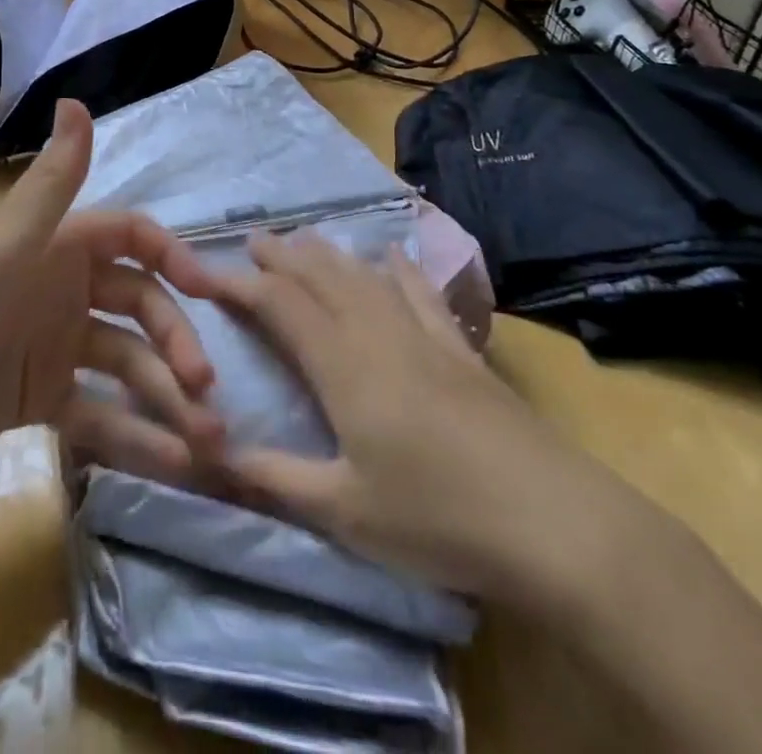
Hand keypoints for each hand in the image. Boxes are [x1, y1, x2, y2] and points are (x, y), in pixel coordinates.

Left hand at [0, 99, 224, 483]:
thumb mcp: (6, 245)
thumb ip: (50, 182)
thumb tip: (75, 100)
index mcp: (59, 247)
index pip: (132, 238)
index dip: (173, 257)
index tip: (208, 292)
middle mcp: (64, 290)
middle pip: (140, 307)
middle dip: (176, 342)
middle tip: (206, 390)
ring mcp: (56, 347)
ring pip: (128, 365)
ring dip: (168, 399)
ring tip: (208, 443)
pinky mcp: (44, 399)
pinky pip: (100, 413)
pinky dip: (134, 436)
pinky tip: (172, 462)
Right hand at [209, 231, 650, 611]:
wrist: (554, 521)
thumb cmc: (437, 518)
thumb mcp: (344, 511)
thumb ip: (276, 478)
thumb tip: (213, 456)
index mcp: (341, 364)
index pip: (279, 305)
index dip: (240, 284)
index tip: (207, 275)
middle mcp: (377, 333)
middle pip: (321, 277)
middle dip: (282, 256)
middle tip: (254, 240)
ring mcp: (424, 336)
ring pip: (365, 277)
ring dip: (330, 255)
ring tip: (304, 239)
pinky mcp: (461, 351)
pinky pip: (422, 295)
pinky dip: (402, 269)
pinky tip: (394, 254)